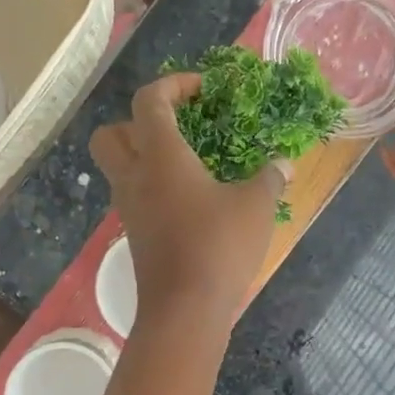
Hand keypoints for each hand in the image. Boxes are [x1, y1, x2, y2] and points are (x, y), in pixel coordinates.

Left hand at [91, 74, 290, 333]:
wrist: (184, 310)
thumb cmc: (219, 247)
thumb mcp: (256, 207)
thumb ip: (269, 178)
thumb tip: (283, 164)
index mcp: (160, 156)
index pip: (149, 101)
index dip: (173, 85)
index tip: (203, 90)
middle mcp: (134, 177)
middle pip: (111, 133)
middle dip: (138, 121)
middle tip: (178, 127)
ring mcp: (130, 208)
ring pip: (119, 167)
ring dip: (145, 155)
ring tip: (190, 163)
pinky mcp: (135, 234)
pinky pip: (135, 196)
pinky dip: (153, 187)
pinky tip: (191, 200)